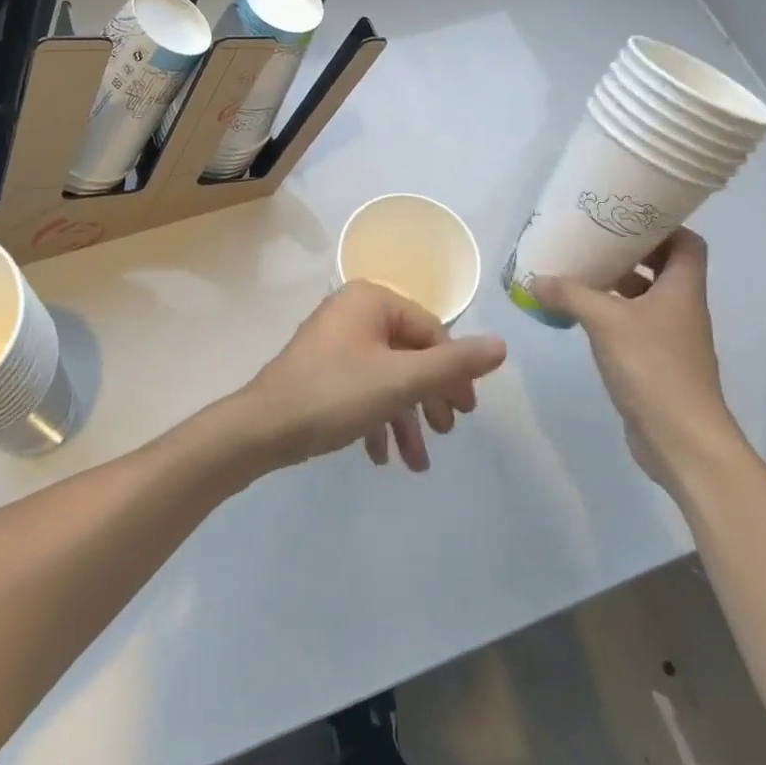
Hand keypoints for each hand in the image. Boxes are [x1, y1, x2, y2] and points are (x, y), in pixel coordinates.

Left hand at [237, 282, 506, 473]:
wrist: (263, 427)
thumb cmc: (336, 394)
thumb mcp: (401, 381)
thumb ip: (453, 365)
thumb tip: (502, 345)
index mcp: (372, 300)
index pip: (430, 331)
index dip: (454, 373)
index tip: (466, 414)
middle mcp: (353, 311)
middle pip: (409, 354)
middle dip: (429, 399)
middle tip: (447, 434)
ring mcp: (335, 341)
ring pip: (386, 377)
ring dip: (405, 419)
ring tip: (417, 464)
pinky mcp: (321, 369)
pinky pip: (362, 388)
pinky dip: (377, 419)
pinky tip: (383, 456)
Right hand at [530, 229, 745, 486]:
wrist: (681, 439)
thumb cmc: (652, 367)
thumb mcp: (605, 321)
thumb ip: (570, 294)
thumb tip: (537, 279)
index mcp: (683, 289)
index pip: (687, 243)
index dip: (662, 227)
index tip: (626, 217)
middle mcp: (682, 308)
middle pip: (663, 267)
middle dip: (630, 253)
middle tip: (593, 242)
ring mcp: (671, 338)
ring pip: (646, 298)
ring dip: (617, 284)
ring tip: (580, 274)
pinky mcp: (657, 363)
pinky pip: (634, 325)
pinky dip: (611, 315)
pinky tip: (581, 315)